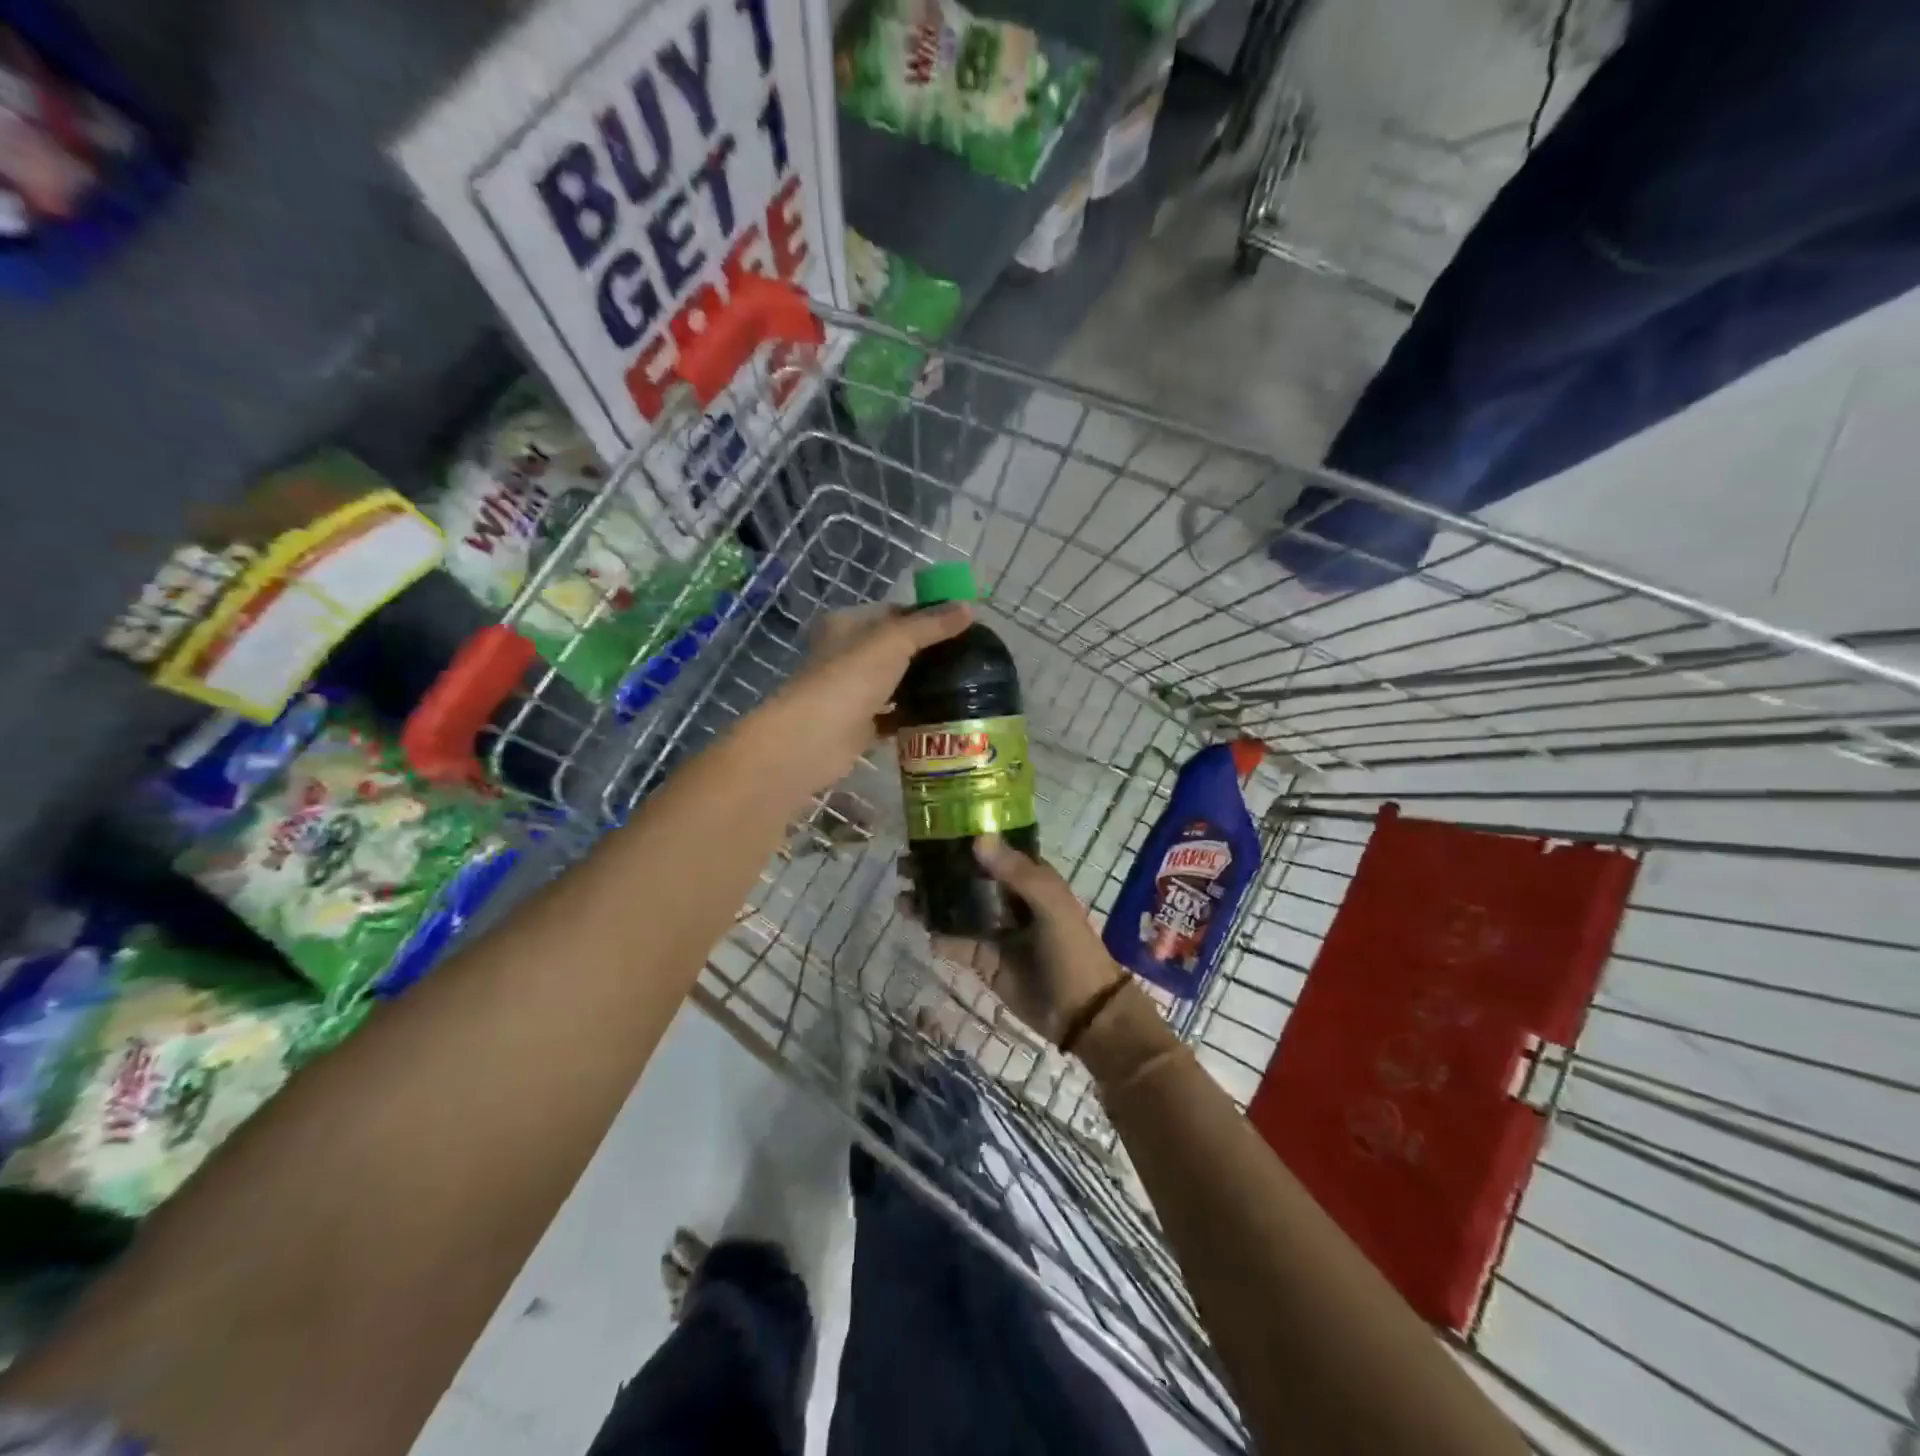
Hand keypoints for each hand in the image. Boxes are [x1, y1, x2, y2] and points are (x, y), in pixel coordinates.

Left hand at [744, 602, 971, 799]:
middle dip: (928, 653)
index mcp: (847, 625)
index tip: (962, 625)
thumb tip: (969, 607)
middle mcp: (845, 655)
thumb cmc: (851, 678)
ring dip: (921, 685)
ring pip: (893, 683)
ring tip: (963, 684)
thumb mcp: (895, 641)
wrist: (815, 738)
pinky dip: (911, 715)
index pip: (892, 612)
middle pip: (894, 648)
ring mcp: (851, 692)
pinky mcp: (858, 725)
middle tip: (969, 658)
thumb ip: (931, 625)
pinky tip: (941, 715)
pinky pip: (892, 716)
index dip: (926, 616)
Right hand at [908, 834, 1125, 1046]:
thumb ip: (1017, 872)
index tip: (931, 828)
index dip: (964, 838)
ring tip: (901, 893)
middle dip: (938, 869)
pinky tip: (916, 926)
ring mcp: (994, 929)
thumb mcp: (1051, 904)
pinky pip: (954, 942)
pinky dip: (936, 934)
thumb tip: (977, 839)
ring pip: (955, 908)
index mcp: (1029, 878)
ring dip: (931, 899)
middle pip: (967, 877)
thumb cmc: (1071, 949)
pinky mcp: (982, 959)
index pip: (993, 850)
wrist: (1081, 1013)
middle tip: (904, 863)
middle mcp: (1008, 899)